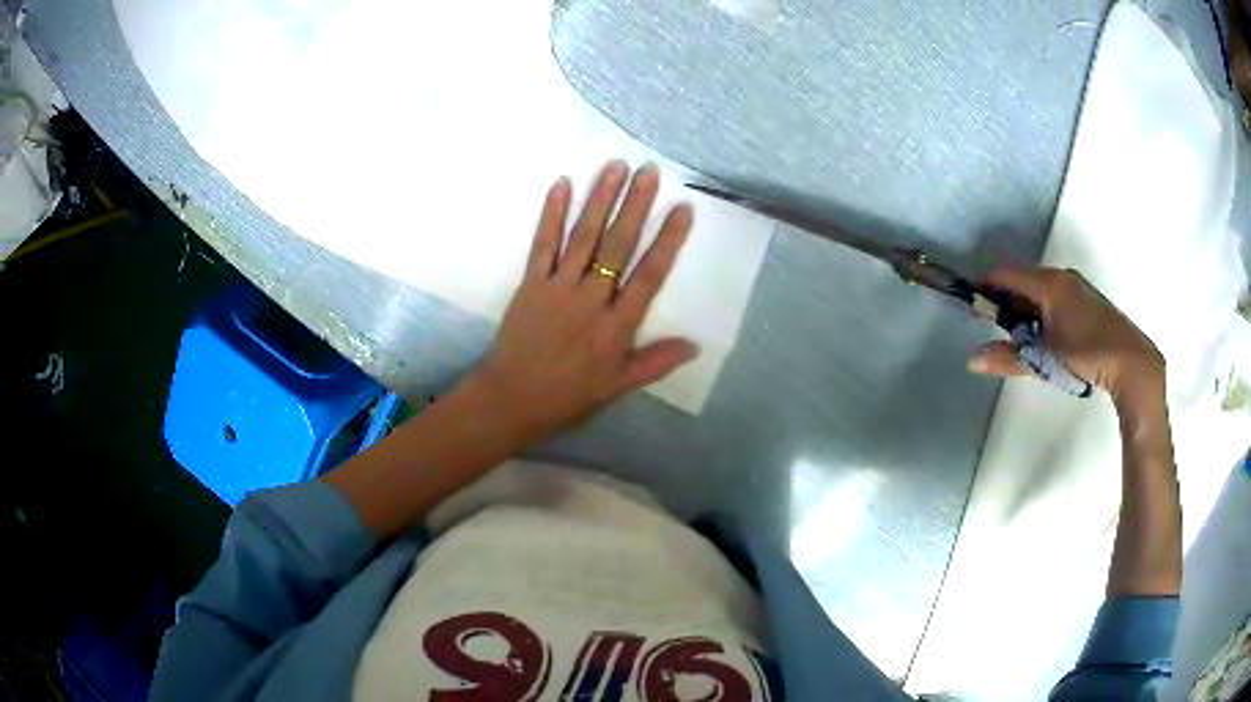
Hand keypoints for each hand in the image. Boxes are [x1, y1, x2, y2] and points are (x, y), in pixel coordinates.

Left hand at [465, 161, 698, 445]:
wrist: (511, 400)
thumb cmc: (568, 396)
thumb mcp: (617, 387)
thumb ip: (655, 363)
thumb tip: (695, 346)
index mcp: (617, 326)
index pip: (649, 275)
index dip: (668, 240)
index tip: (682, 209)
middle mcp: (591, 299)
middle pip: (617, 245)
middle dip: (635, 205)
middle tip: (649, 171)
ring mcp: (558, 287)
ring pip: (583, 237)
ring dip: (599, 199)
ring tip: (614, 167)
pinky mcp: (531, 283)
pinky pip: (543, 244)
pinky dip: (552, 214)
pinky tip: (562, 185)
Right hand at [968, 267, 1164, 410]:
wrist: (1131, 362)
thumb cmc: (1086, 355)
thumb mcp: (1044, 360)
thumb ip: (1008, 358)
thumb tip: (972, 359)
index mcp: (1048, 283)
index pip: (1006, 274)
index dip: (985, 285)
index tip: (971, 304)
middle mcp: (1061, 276)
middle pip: (1022, 280)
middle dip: (1005, 301)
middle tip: (995, 328)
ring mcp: (1076, 286)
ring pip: (1039, 289)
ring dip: (1025, 308)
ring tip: (1021, 338)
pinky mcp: (1087, 299)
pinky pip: (1055, 295)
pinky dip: (1042, 311)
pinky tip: (1046, 336)